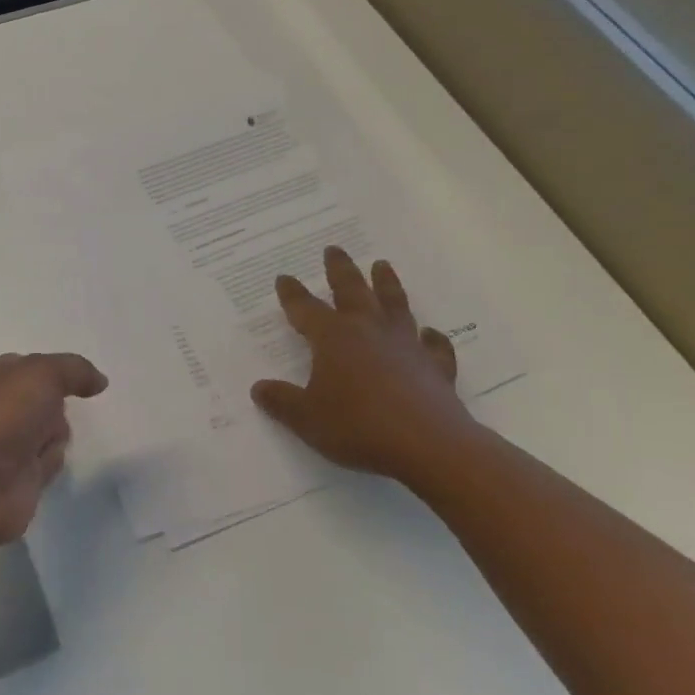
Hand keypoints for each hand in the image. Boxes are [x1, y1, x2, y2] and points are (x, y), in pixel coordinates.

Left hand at [0, 352, 108, 554]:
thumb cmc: (1, 418)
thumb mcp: (41, 375)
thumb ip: (74, 370)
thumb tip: (100, 381)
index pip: (34, 367)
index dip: (57, 371)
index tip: (84, 377)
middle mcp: (3, 408)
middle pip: (50, 401)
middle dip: (59, 406)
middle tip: (57, 412)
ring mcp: (11, 445)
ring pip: (55, 432)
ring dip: (57, 438)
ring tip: (42, 446)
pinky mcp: (21, 479)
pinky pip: (51, 464)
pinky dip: (52, 465)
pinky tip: (42, 468)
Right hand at [251, 247, 482, 483]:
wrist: (429, 445)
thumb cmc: (358, 426)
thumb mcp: (306, 418)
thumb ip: (282, 401)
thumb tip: (259, 388)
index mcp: (333, 338)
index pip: (305, 308)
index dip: (292, 294)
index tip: (284, 278)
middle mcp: (368, 331)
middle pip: (352, 290)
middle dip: (339, 269)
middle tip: (333, 249)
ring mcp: (406, 345)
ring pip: (394, 304)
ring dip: (386, 283)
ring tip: (382, 265)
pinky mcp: (435, 367)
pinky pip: (434, 346)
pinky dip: (431, 337)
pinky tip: (430, 333)